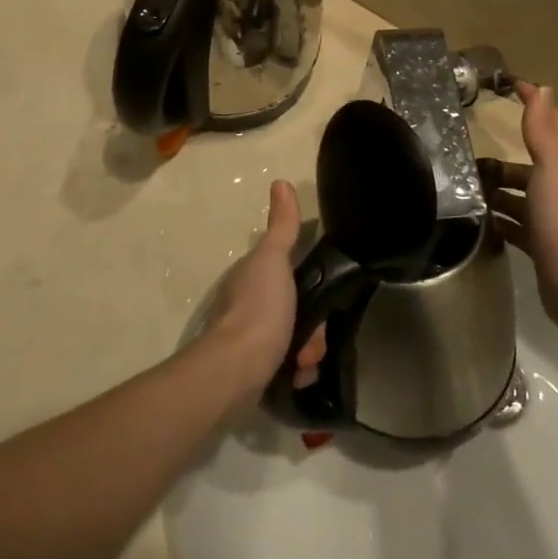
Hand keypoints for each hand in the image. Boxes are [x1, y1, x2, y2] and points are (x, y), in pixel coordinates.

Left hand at [205, 181, 326, 396]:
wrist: (235, 371)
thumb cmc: (258, 309)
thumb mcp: (274, 260)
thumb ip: (282, 226)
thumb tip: (280, 181)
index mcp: (252, 278)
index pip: (292, 275)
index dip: (312, 286)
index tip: (321, 298)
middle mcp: (249, 307)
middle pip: (299, 312)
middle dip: (313, 329)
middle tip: (312, 341)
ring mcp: (250, 341)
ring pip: (297, 341)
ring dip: (308, 353)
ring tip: (303, 363)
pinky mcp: (255, 371)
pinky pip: (289, 368)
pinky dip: (296, 373)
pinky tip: (295, 376)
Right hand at [481, 84, 557, 326]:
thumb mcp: (551, 165)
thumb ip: (543, 129)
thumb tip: (544, 87)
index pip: (549, 124)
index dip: (533, 103)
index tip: (509, 85)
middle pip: (527, 165)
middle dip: (499, 160)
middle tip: (465, 157)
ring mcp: (549, 218)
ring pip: (517, 196)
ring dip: (495, 191)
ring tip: (463, 190)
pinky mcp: (538, 245)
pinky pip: (513, 226)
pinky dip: (497, 221)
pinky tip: (477, 222)